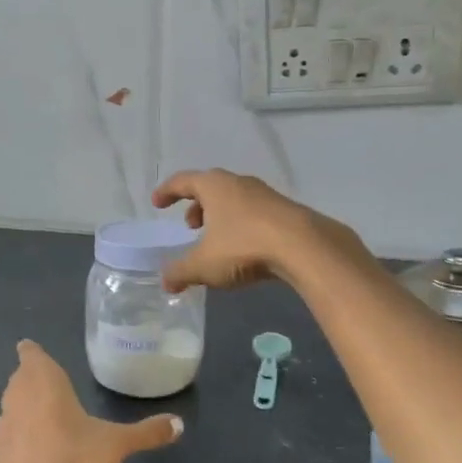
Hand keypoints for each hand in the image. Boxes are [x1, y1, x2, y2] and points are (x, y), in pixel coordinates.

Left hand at [0, 341, 180, 462]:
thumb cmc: (74, 460)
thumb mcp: (116, 445)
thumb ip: (147, 432)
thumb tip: (179, 424)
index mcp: (44, 382)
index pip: (31, 354)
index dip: (32, 352)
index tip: (32, 351)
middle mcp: (17, 397)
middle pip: (20, 379)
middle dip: (32, 380)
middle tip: (51, 386)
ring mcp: (1, 427)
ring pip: (11, 407)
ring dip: (24, 409)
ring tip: (45, 419)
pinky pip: (7, 440)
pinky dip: (18, 442)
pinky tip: (34, 456)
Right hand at [150, 169, 364, 292]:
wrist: (304, 246)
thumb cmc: (244, 246)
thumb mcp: (204, 264)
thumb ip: (180, 272)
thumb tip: (165, 282)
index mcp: (214, 186)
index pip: (183, 181)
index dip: (167, 191)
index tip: (157, 203)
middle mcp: (238, 183)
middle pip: (211, 187)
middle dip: (196, 205)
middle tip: (190, 225)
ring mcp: (265, 194)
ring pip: (234, 199)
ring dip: (220, 216)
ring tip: (216, 240)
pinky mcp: (285, 211)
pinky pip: (254, 213)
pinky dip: (242, 225)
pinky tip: (244, 247)